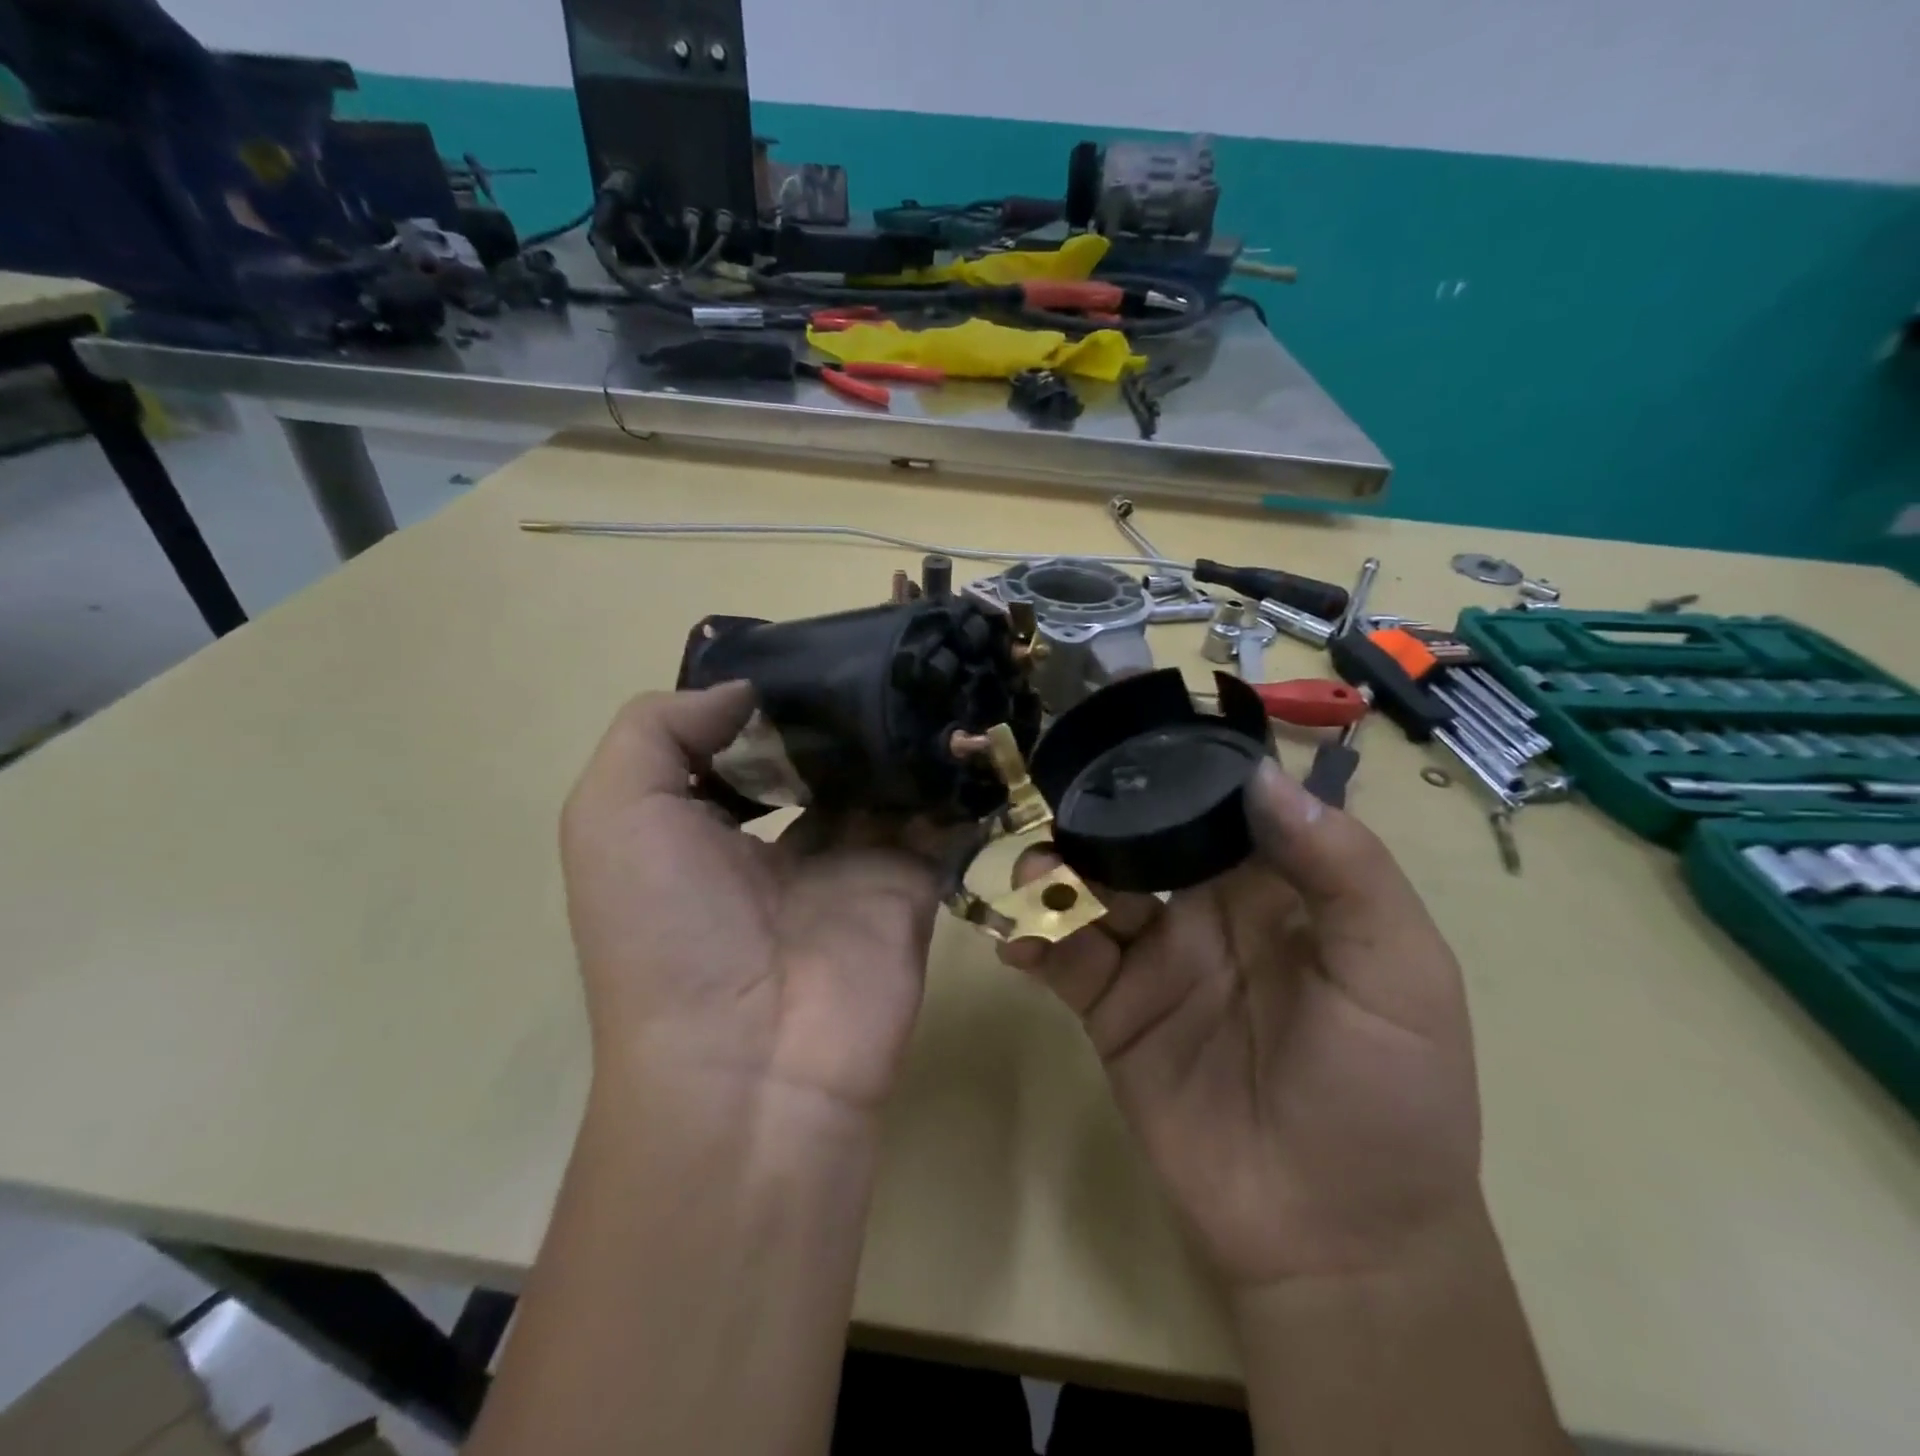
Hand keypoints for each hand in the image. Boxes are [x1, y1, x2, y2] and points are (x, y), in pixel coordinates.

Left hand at [561, 684, 945, 1112]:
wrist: (752, 1060)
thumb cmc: (667, 929)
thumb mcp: (614, 814)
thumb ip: (660, 730)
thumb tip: (743, 692)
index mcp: (705, 827)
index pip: (740, 744)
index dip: (764, 698)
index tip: (803, 650)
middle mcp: (779, 842)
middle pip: (818, 756)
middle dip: (841, 709)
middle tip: (878, 648)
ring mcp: (852, 861)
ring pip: (881, 779)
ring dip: (898, 735)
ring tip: (924, 669)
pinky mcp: (911, 881)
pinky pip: (936, 818)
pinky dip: (950, 777)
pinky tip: (961, 725)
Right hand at [1003, 759, 1481, 1287]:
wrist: (1335, 1239)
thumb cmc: (1390, 1096)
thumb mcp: (1397, 972)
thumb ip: (1343, 870)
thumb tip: (1261, 778)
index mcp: (1275, 886)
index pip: (1218, 805)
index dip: (1177, 769)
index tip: (1125, 736)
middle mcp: (1206, 908)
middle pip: (1141, 839)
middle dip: (1098, 817)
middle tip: (1055, 803)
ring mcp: (1154, 959)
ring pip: (1092, 890)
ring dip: (1055, 872)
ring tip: (1034, 875)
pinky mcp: (1113, 1010)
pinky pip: (1064, 959)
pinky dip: (1034, 939)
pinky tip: (1017, 940)